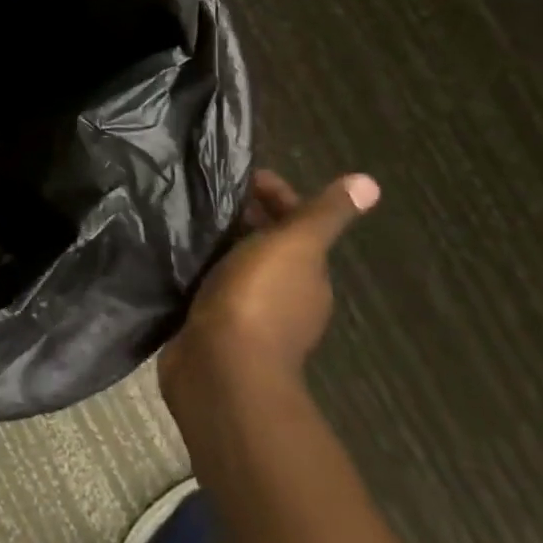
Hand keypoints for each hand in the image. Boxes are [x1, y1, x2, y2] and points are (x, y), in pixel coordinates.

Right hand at [158, 170, 378, 401]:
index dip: (273, 193)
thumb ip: (325, 214)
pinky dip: (196, 265)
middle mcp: (282, 293)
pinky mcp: (211, 323)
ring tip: (184, 213)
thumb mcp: (296, 246)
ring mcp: (245, 311)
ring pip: (233, 262)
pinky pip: (206, 283)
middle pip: (264, 241)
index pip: (295, 221)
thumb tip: (369, 182)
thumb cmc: (260, 299)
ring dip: (216, 240)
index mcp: (307, 273)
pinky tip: (174, 251)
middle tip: (204, 189)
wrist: (222, 368)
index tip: (238, 173)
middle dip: (241, 214)